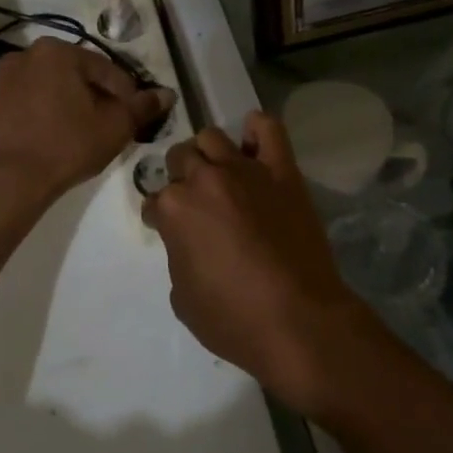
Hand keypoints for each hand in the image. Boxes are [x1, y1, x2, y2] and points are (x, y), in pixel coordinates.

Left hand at [0, 38, 170, 202]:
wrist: (8, 180)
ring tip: (85, 133)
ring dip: (71, 104)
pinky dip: (46, 114)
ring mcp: (4, 80)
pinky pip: (30, 104)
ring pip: (52, 88)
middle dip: (97, 97)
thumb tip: (167, 94)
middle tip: (112, 125)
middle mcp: (26, 56)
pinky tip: (57, 138)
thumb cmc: (67, 145)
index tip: (135, 118)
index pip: (106, 69)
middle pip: (76, 75)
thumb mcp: (114, 127)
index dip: (126, 94)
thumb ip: (142, 107)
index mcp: (56, 51)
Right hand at [141, 111, 388, 414]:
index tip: (169, 231)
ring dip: (208, 154)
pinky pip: (268, 130)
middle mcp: (204, 180)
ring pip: (212, 137)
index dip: (160, 218)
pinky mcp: (282, 172)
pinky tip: (252, 143)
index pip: (153, 200)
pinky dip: (257, 129)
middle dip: (180, 178)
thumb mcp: (182, 298)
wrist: (299, 322)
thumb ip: (178, 255)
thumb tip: (189, 241)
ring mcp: (245, 171)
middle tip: (196, 203)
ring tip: (218, 175)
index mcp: (175, 209)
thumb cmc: (234, 320)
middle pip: (179, 158)